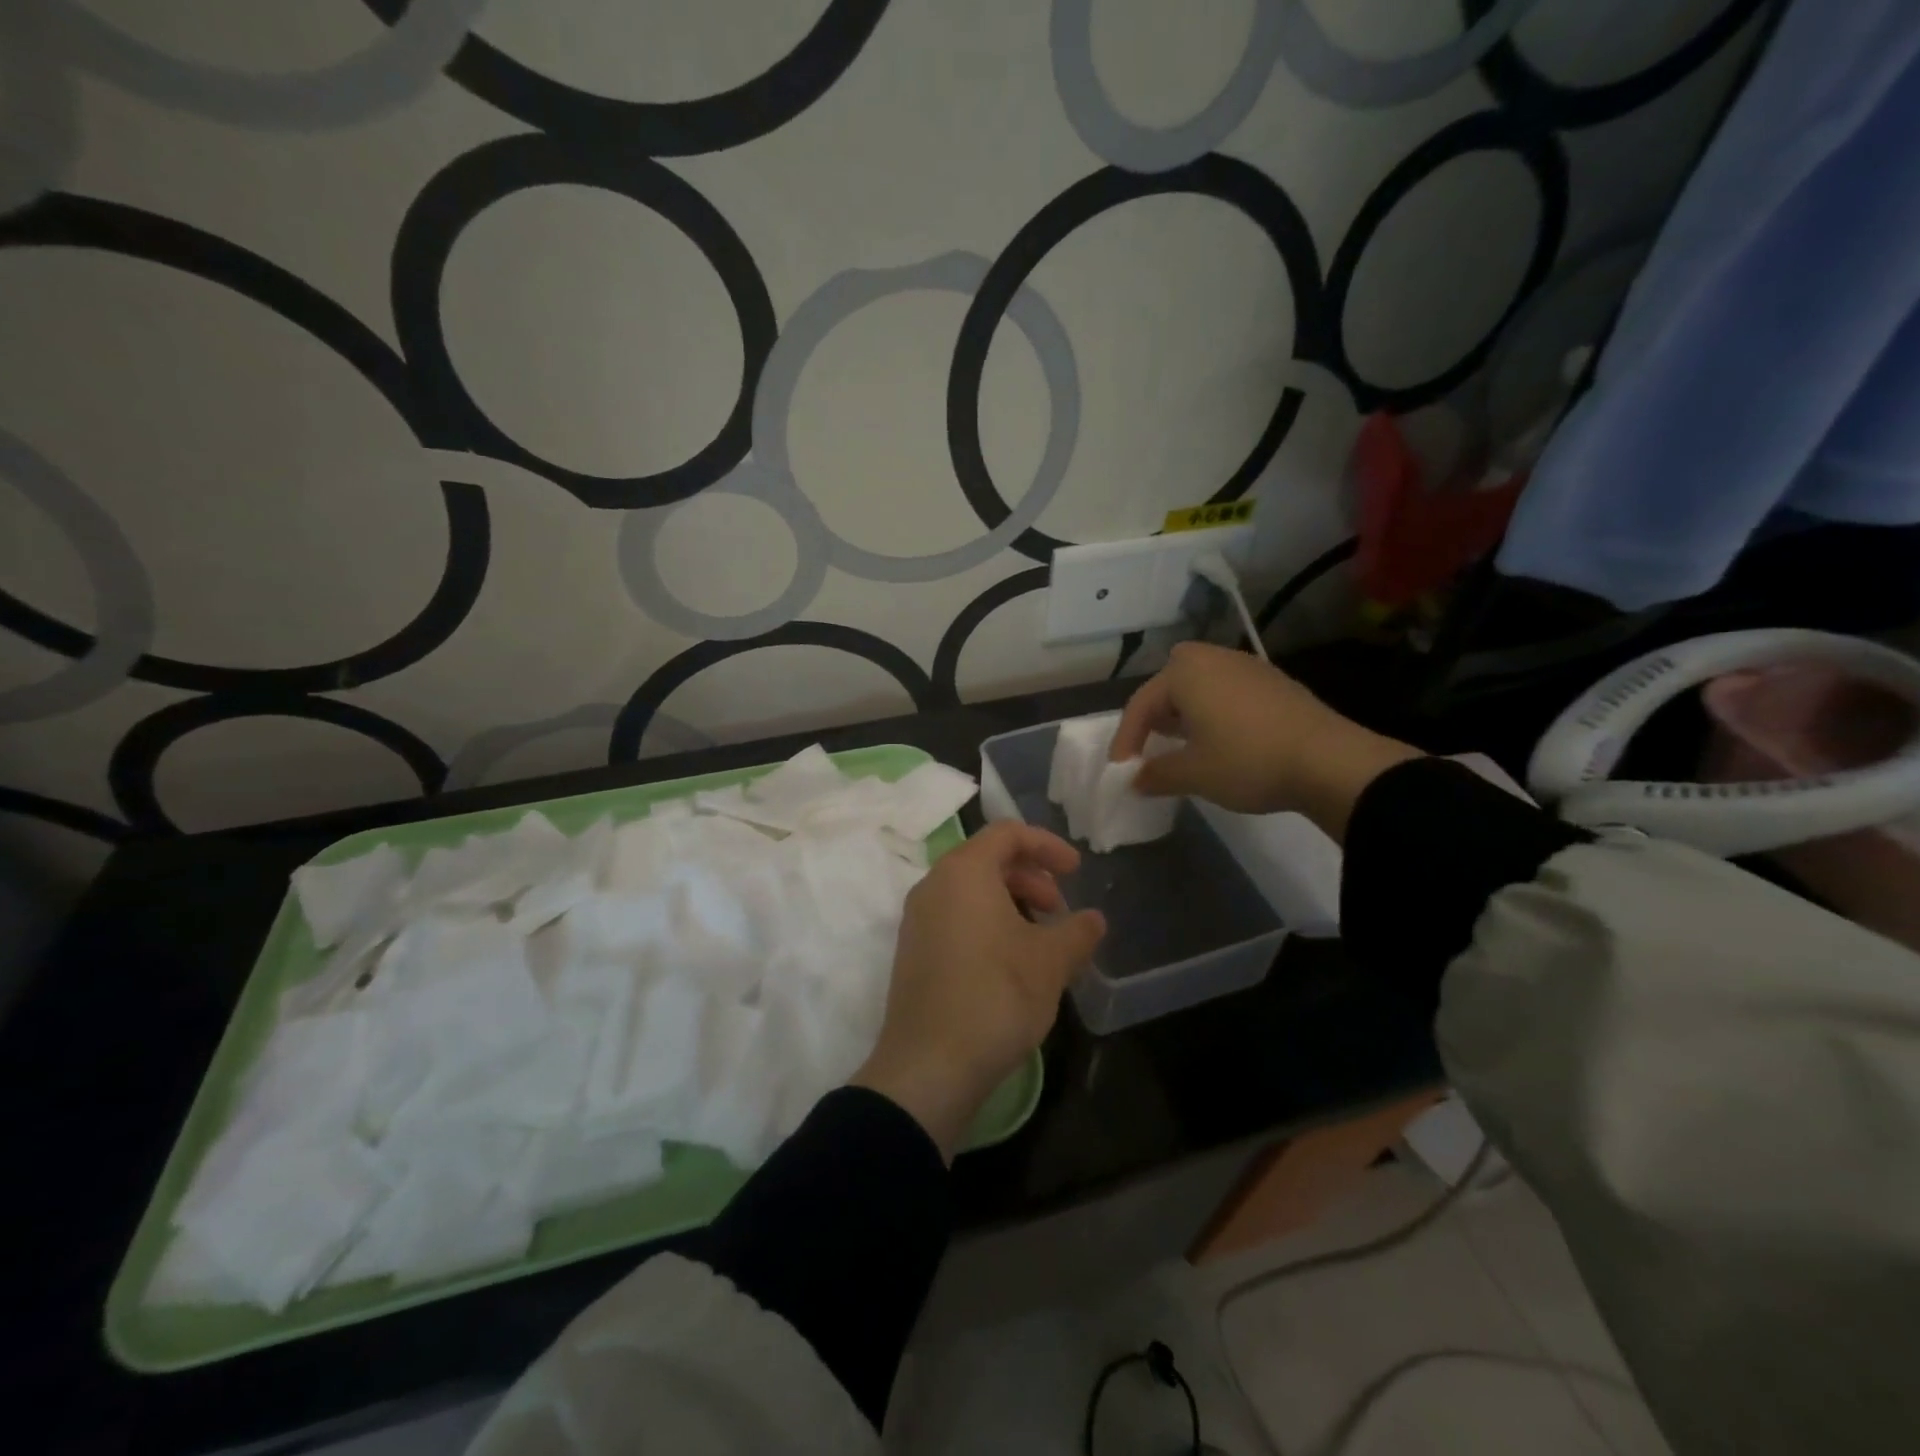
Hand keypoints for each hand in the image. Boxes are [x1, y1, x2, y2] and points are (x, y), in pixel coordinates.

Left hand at [853, 822, 1104, 1160]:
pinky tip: (1011, 962)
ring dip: (1010, 902)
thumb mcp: (1050, 962)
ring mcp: (917, 920)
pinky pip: (955, 917)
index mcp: (963, 872)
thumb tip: (1093, 920)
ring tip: (1041, 939)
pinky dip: (987, 923)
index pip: (1007, 833)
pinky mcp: (913, 952)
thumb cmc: (995, 996)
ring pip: (970, 891)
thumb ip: (1077, 931)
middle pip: (986, 859)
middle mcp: (933, 885)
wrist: (929, 1066)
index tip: (1077, 872)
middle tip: (1059, 909)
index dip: (1047, 845)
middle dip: (1030, 876)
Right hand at [1110, 641, 1421, 837]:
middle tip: (1153, 742)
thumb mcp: (1193, 774)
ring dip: (1186, 710)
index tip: (1121, 770)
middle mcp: (1213, 658)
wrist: (1329, 761)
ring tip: (1185, 744)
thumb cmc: (1247, 761)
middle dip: (1157, 711)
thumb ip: (1155, 774)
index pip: (1141, 704)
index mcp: (1185, 672)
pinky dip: (1215, 710)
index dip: (1126, 739)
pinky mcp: (1274, 681)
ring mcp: (1248, 666)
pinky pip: (1228, 690)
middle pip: (1170, 681)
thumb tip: (1134, 779)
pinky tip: (1223, 740)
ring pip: (1201, 684)